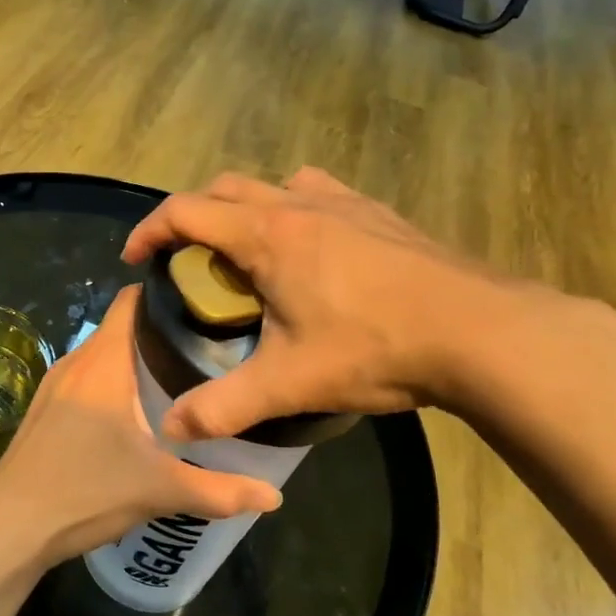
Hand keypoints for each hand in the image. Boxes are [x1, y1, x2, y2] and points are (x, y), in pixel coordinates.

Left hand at [0, 287, 280, 574]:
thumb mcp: (159, 490)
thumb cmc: (84, 492)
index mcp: (102, 363)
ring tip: (180, 379)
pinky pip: (87, 379)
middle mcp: (74, 363)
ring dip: (137, 361)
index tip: (207, 306)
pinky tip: (136, 415)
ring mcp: (54, 386)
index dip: (168, 295)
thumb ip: (220, 491)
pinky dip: (115, 382)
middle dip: (163, 333)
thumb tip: (275, 498)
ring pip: (103, 356)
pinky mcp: (44, 411)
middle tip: (209, 350)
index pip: (132, 300)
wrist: (10, 529)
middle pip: (122, 328)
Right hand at [122, 168, 541, 438]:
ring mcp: (344, 202)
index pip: (185, 211)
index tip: (136, 260)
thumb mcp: (290, 383)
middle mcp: (298, 204)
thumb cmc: (375, 348)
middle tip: (188, 264)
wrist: (480, 331)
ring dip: (245, 209)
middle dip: (193, 219)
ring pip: (273, 185)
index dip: (149, 231)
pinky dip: (294, 209)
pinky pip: (318, 192)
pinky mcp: (379, 213)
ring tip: (247, 254)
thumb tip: (171, 431)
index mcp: (266, 234)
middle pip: (223, 189)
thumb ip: (224, 407)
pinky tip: (312, 249)